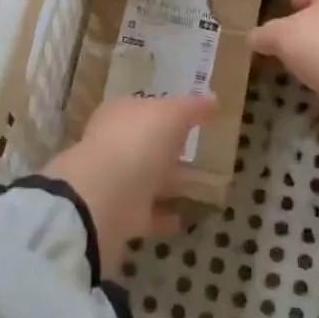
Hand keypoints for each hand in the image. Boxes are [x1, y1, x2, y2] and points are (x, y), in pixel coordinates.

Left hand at [44, 94, 216, 276]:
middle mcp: (113, 144)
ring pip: (146, 178)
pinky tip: (185, 218)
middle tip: (194, 150)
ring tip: (198, 186)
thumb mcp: (171, 114)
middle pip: (143, 143)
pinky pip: (148, 213)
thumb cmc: (137, 142)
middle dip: (165, 147)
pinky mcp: (121, 215)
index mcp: (120, 114)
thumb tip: (213, 99)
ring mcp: (115, 181)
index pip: (143, 107)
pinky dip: (164, 215)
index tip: (189, 118)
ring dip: (167, 182)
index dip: (164, 110)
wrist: (104, 198)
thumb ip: (192, 107)